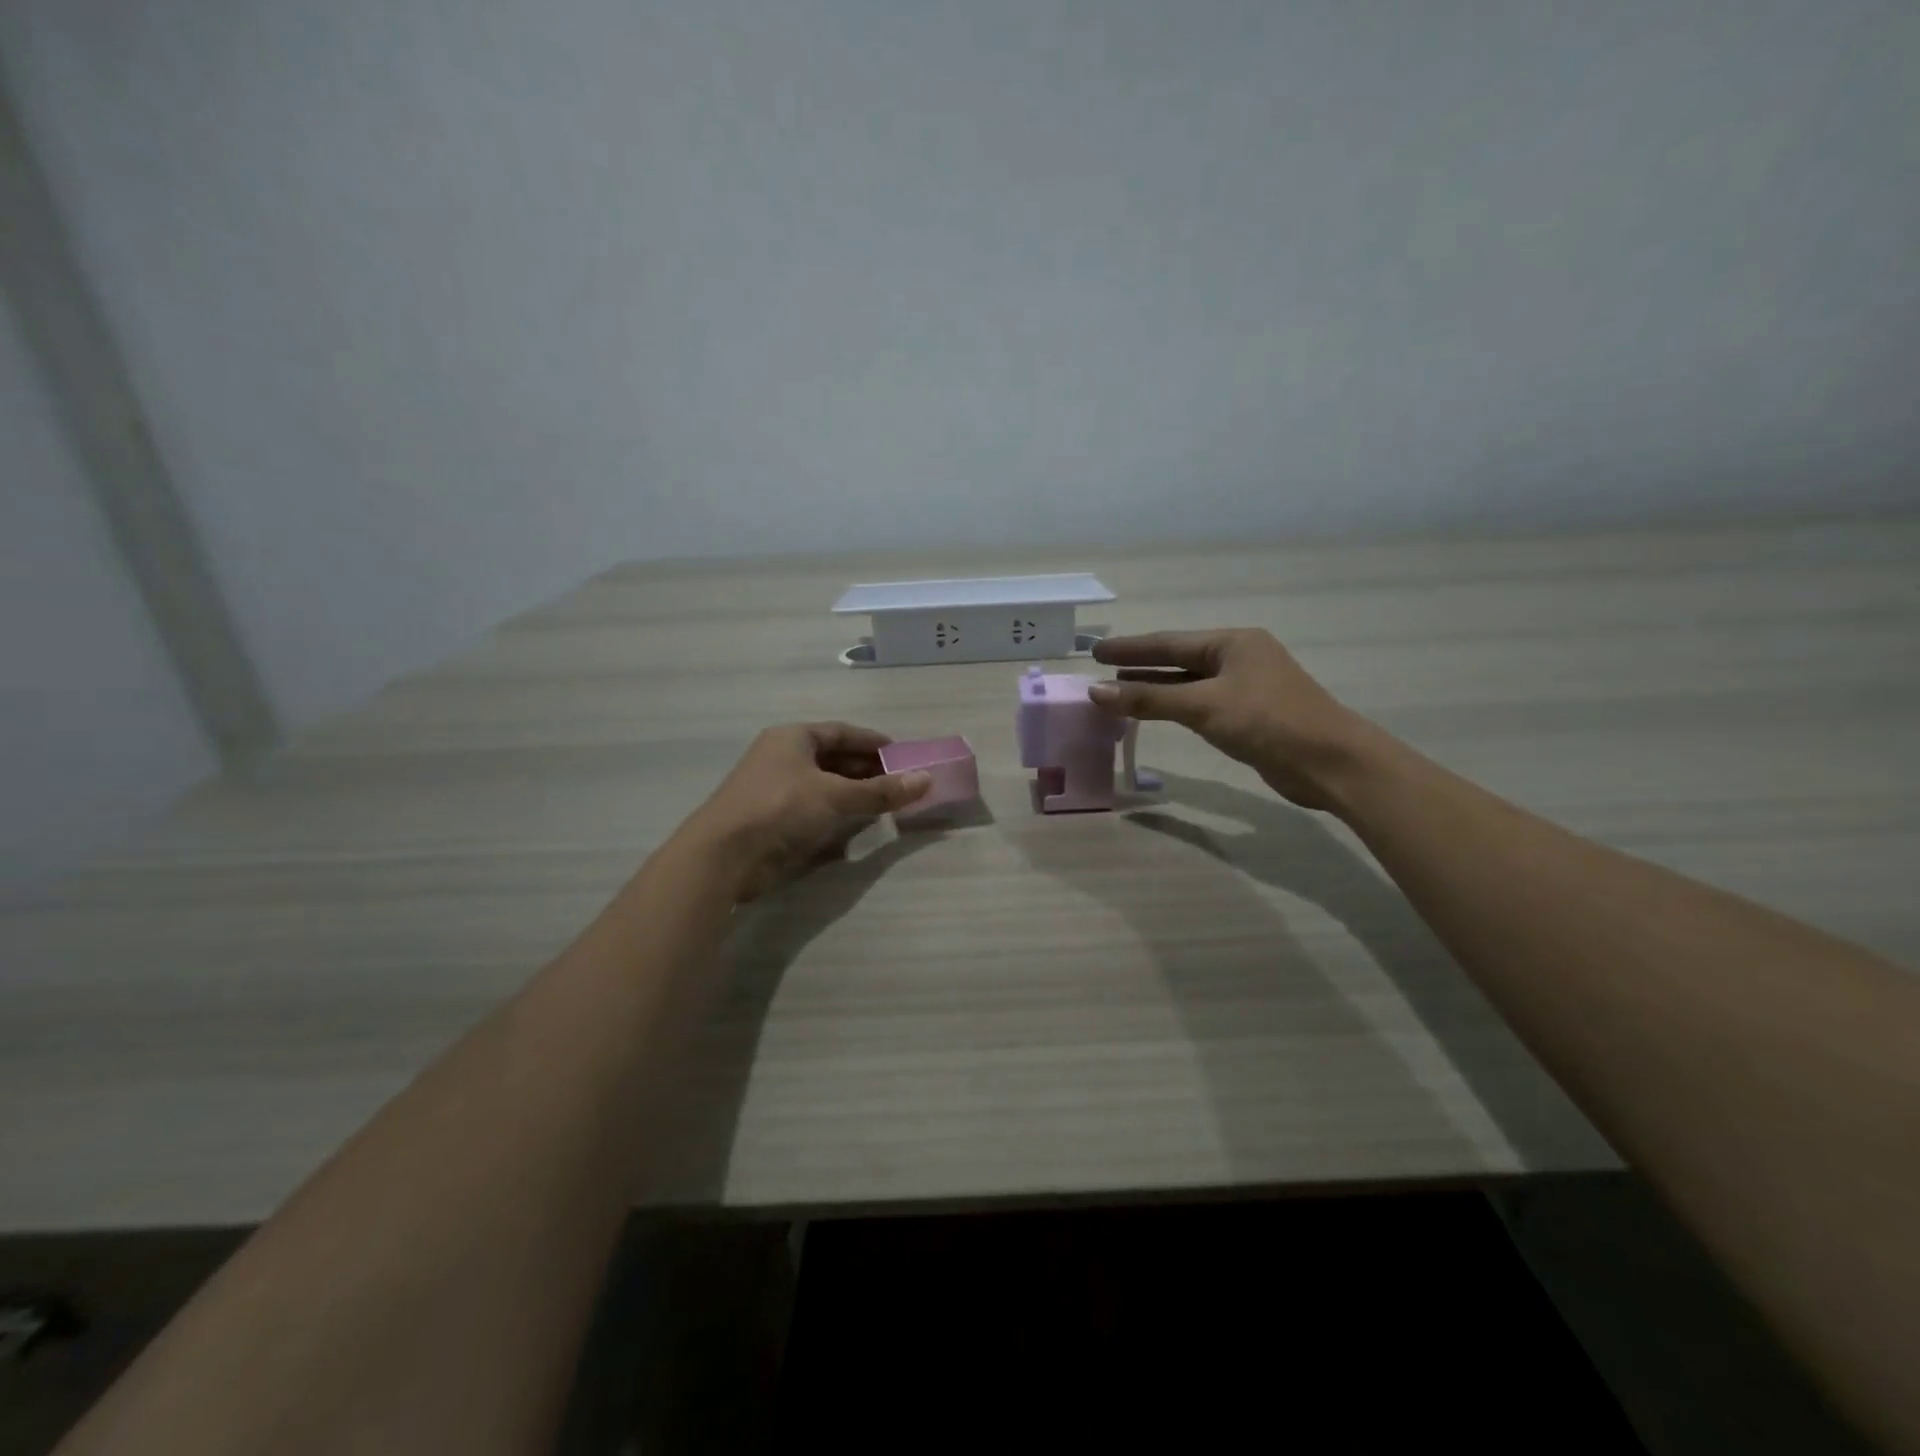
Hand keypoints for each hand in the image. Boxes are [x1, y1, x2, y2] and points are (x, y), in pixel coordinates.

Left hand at [677, 722, 931, 900]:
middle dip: (867, 769)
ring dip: (853, 793)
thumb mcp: (835, 795)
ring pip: (824, 785)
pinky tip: (856, 824)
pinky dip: (836, 812)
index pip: (841, 732)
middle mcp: (782, 757)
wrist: (724, 855)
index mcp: (793, 738)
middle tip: (900, 781)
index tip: (902, 754)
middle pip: (833, 758)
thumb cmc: (780, 808)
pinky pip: (813, 808)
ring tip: (885, 802)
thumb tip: (926, 780)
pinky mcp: (773, 819)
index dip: (872, 742)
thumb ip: (880, 791)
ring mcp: (775, 789)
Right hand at [1089, 629, 1369, 811]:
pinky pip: (1201, 703)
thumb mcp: (1203, 706)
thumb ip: (1148, 698)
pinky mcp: (1250, 714)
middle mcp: (1239, 657)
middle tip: (1100, 668)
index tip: (1095, 651)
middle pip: (1178, 658)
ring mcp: (1246, 686)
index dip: (1130, 648)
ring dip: (1155, 686)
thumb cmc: (1267, 721)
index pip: (1169, 642)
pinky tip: (1156, 712)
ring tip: (1117, 690)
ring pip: (1189, 682)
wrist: (1330, 762)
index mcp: (1232, 642)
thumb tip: (1095, 691)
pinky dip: (1174, 705)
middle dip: (1139, 664)